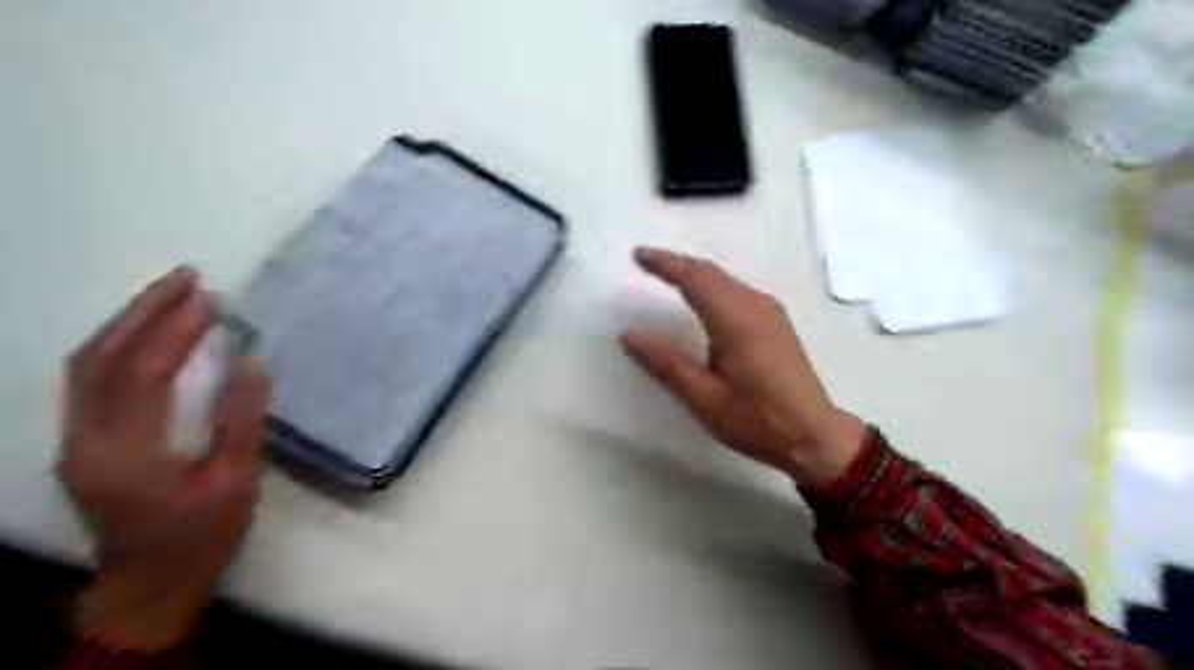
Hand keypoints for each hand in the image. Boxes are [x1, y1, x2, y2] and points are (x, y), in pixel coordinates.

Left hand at [59, 266, 271, 647]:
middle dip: (144, 311)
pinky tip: (149, 331)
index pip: (143, 374)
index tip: (211, 299)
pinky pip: (90, 379)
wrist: (149, 583)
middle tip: (187, 278)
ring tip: (171, 294)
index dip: (175, 331)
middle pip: (100, 358)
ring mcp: (75, 440)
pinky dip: (119, 345)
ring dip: (127, 322)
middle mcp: (85, 440)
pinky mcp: (82, 441)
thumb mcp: (235, 482)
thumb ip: (240, 422)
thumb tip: (253, 364)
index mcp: (126, 454)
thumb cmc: (202, 535)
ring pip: (86, 364)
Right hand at [620, 246, 862, 485]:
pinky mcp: (776, 322)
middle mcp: (756, 306)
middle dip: (677, 264)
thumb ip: (667, 364)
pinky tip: (702, 298)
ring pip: (725, 279)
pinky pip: (737, 290)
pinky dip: (712, 285)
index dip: (665, 264)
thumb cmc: (758, 421)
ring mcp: (770, 312)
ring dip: (694, 273)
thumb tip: (630, 334)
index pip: (695, 278)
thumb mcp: (705, 400)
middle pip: (711, 272)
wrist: (815, 437)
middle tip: (645, 262)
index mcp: (737, 321)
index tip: (638, 255)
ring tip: (666, 275)